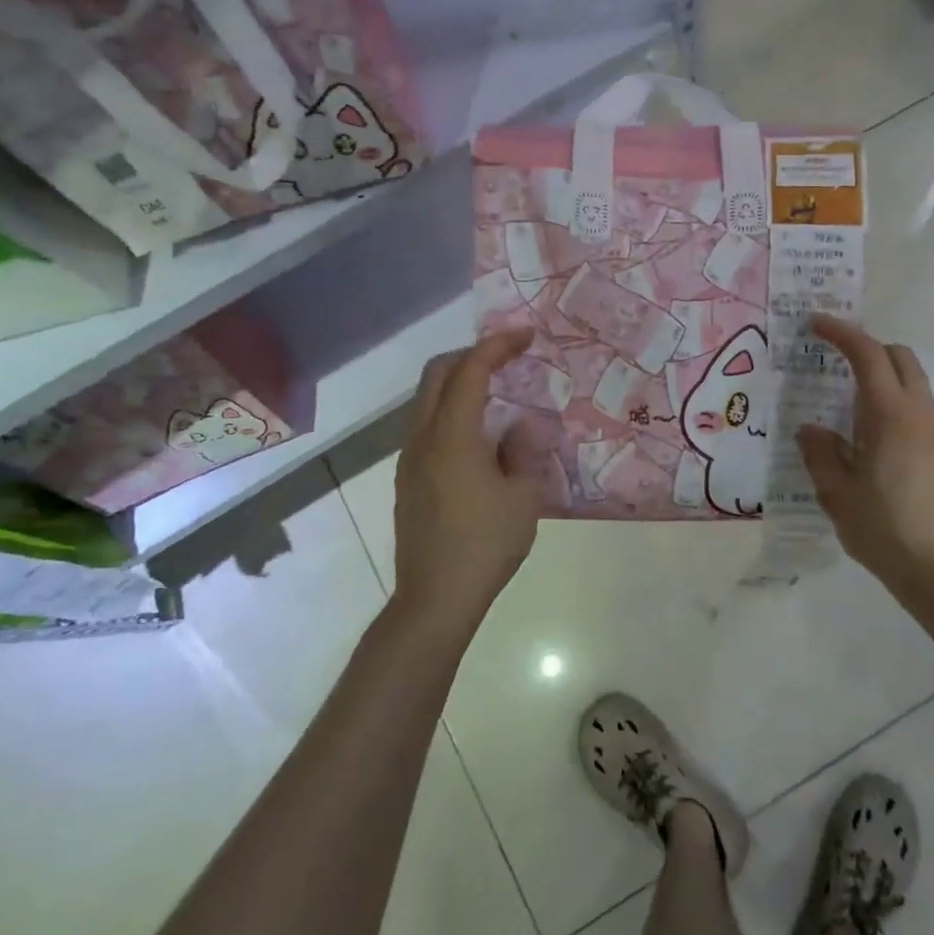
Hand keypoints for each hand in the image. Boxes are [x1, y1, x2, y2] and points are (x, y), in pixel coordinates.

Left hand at [393, 329, 546, 628]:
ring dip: (458, 383)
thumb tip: (522, 426)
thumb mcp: (523, 496)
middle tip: (507, 357)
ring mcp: (409, 460)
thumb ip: (524, 450)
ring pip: (427, 401)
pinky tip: (480, 436)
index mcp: (452, 436)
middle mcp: (422, 439)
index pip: (470, 371)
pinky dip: (452, 412)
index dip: (497, 346)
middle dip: (471, 355)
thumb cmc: (485, 544)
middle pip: (436, 375)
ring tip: (497, 392)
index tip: (526, 336)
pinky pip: (427, 427)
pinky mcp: (407, 481)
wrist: (434, 598)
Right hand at [797, 316, 933, 614]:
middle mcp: (924, 415)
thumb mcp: (838, 496)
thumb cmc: (888, 534)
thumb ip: (821, 454)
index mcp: (893, 417)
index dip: (842, 332)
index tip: (816, 324)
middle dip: (868, 350)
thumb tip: (812, 430)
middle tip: (835, 366)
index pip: (869, 355)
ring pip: (915, 386)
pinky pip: (923, 415)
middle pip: (900, 358)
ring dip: (884, 383)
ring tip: (851, 417)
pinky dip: (898, 410)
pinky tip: (878, 449)